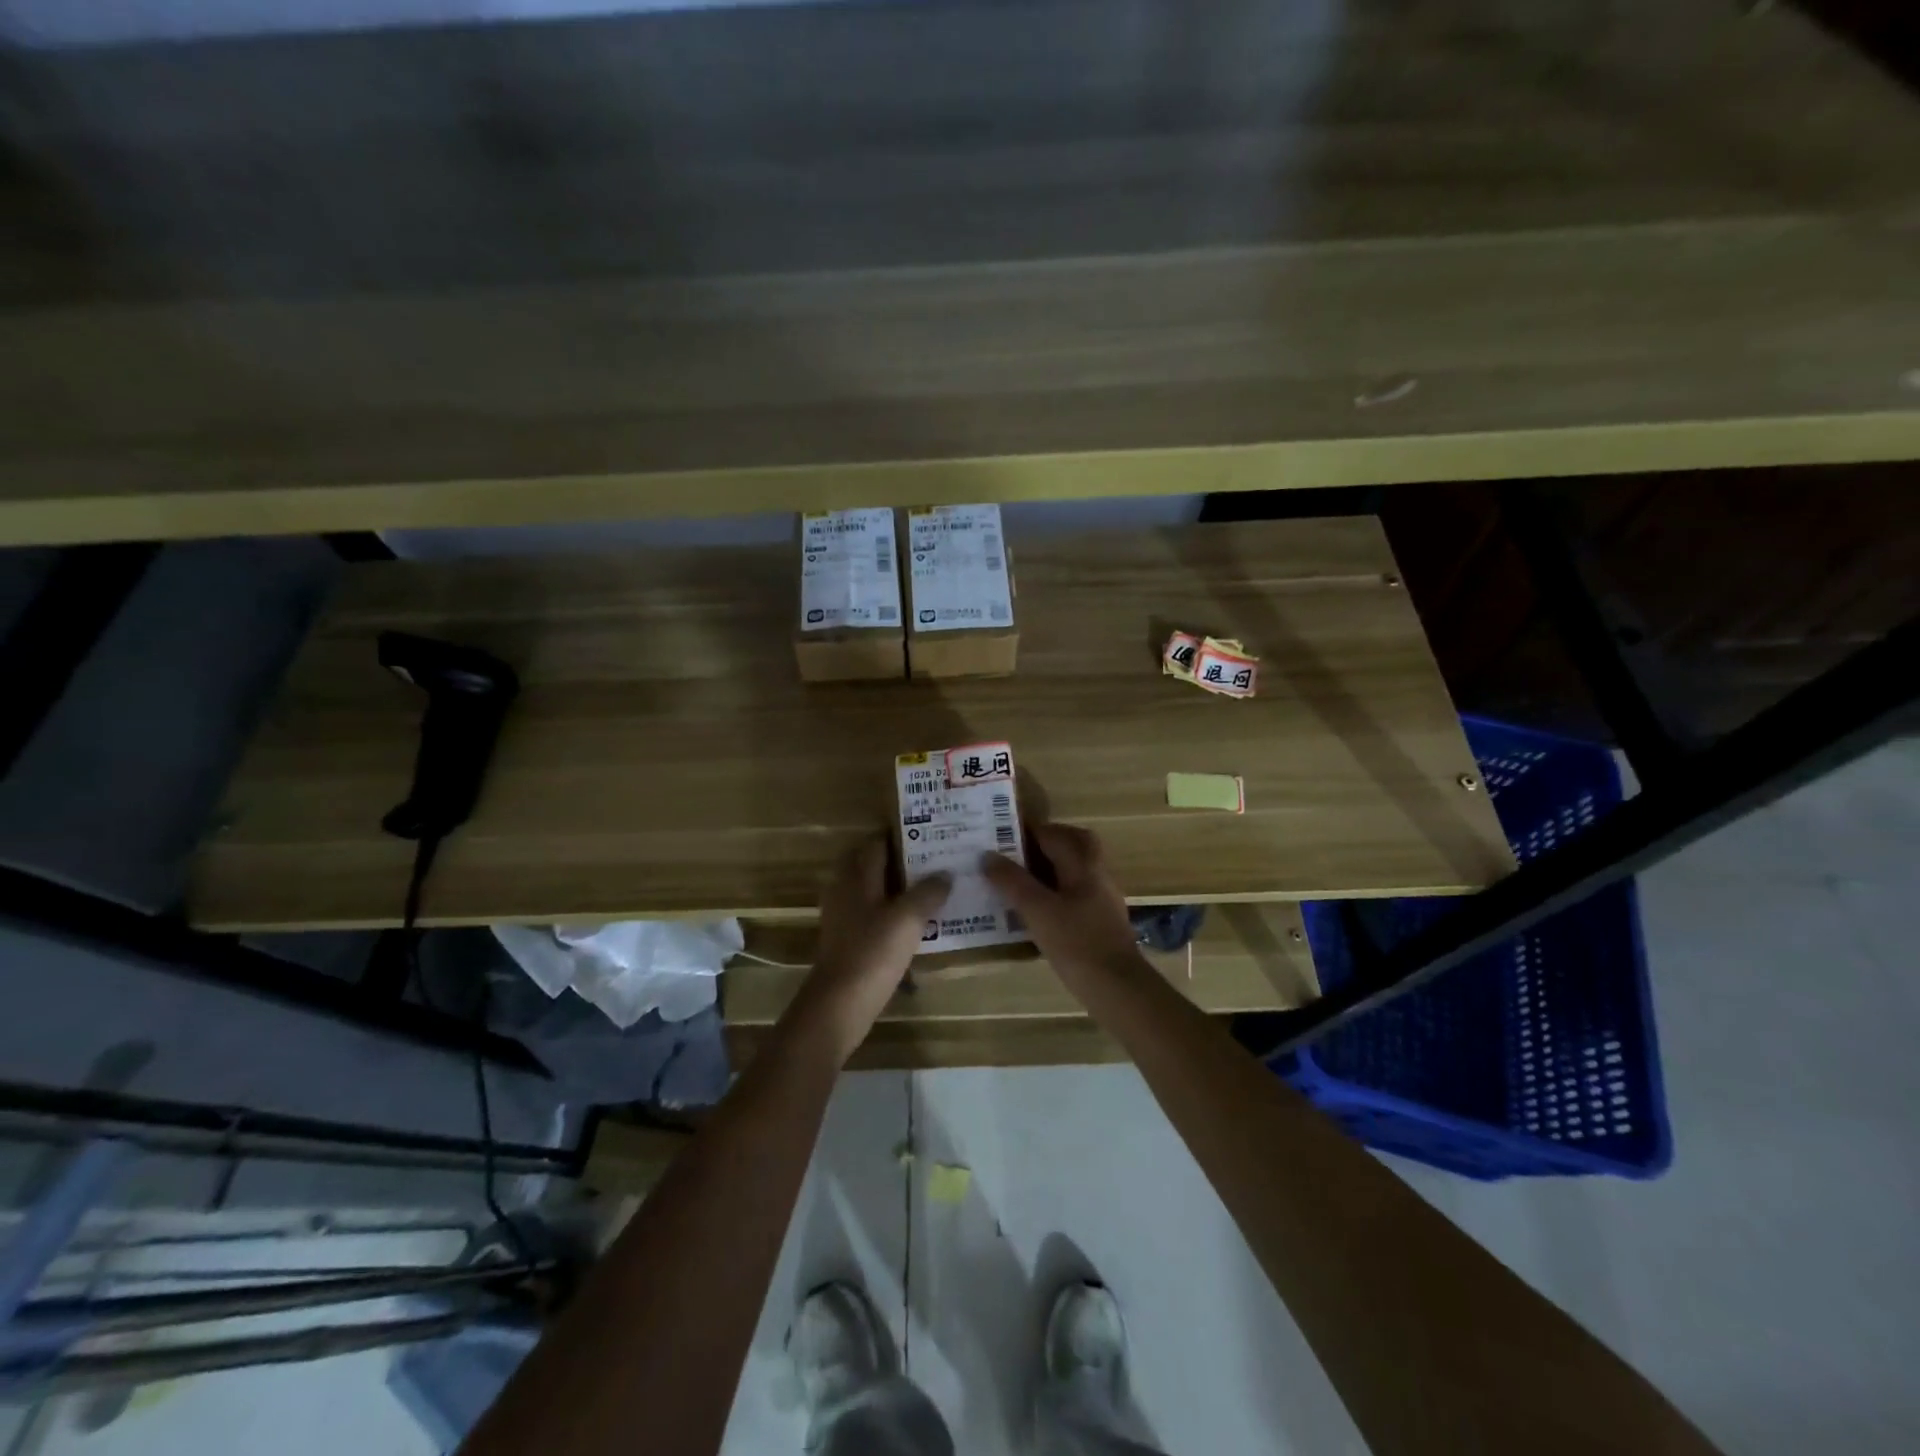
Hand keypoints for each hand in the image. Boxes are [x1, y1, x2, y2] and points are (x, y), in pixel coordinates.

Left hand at [792, 835, 951, 1062]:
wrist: (840, 1004)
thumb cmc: (873, 952)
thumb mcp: (909, 918)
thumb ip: (928, 892)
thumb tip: (945, 873)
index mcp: (857, 877)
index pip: (876, 844)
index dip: (900, 835)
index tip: (928, 832)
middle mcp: (846, 891)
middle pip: (871, 866)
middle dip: (899, 861)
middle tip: (933, 861)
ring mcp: (844, 918)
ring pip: (873, 892)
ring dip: (898, 889)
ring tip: (931, 890)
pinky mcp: (848, 942)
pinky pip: (873, 917)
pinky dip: (892, 914)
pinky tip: (916, 924)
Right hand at [982, 823, 1144, 984]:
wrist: (1117, 988)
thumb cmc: (1077, 944)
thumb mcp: (1038, 911)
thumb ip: (1012, 882)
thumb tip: (987, 855)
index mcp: (1083, 865)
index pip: (1054, 834)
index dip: (1027, 830)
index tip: (999, 833)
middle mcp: (1096, 875)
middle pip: (1073, 844)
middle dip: (1045, 842)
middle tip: (1015, 851)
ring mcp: (1101, 899)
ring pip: (1074, 869)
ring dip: (1048, 867)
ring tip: (1016, 879)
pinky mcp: (1099, 921)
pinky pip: (1074, 893)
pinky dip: (1054, 891)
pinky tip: (1034, 910)